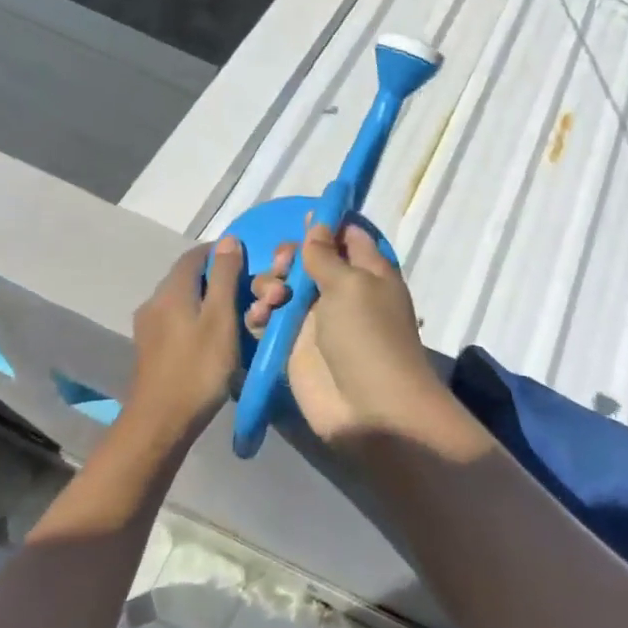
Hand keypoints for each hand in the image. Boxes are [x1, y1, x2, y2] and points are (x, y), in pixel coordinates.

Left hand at [129, 237, 245, 435]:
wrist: (161, 422)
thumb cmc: (198, 368)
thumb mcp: (221, 319)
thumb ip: (225, 277)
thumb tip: (228, 239)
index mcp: (171, 290)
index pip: (196, 255)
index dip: (222, 254)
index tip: (249, 265)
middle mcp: (154, 301)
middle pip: (188, 278)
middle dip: (218, 280)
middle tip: (247, 296)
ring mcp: (148, 326)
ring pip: (183, 301)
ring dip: (208, 302)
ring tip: (235, 319)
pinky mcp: (149, 348)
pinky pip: (176, 320)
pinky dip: (197, 320)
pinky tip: (213, 340)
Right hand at [246, 222, 445, 444]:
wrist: (369, 409)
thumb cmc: (368, 336)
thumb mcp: (351, 285)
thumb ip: (326, 254)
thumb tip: (318, 223)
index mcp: (367, 272)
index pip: (346, 236)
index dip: (325, 225)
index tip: (302, 218)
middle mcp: (340, 292)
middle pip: (306, 260)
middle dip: (287, 257)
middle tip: (283, 268)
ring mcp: (314, 321)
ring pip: (281, 287)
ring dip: (269, 285)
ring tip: (272, 300)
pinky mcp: (292, 347)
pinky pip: (268, 319)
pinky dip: (259, 314)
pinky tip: (258, 318)